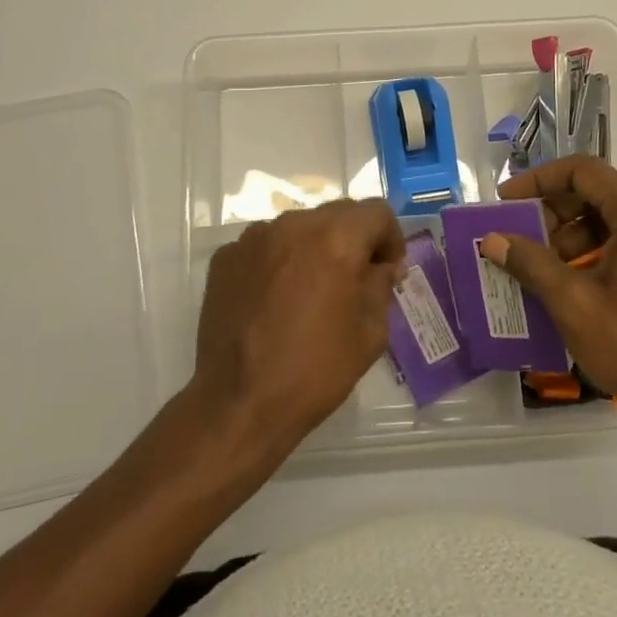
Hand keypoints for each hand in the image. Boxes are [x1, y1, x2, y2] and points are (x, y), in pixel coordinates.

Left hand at [192, 200, 405, 459]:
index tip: (387, 270)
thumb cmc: (314, 371)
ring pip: (299, 227)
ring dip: (314, 247)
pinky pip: (265, 245)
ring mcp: (254, 238)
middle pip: (337, 214)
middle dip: (353, 239)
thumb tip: (381, 266)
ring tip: (310, 290)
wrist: (239, 403)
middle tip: (354, 280)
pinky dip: (279, 261)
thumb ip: (381, 286)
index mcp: (335, 239)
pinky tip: (275, 300)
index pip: (376, 212)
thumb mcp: (370, 333)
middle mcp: (293, 225)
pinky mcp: (226, 256)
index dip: (390, 238)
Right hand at [479, 157, 616, 431]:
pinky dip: (600, 252)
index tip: (507, 202)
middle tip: (521, 239)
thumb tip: (493, 239)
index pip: (584, 172)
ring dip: (574, 236)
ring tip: (543, 269)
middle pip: (601, 193)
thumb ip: (531, 263)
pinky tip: (575, 286)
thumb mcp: (573, 304)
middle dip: (554, 212)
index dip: (539, 180)